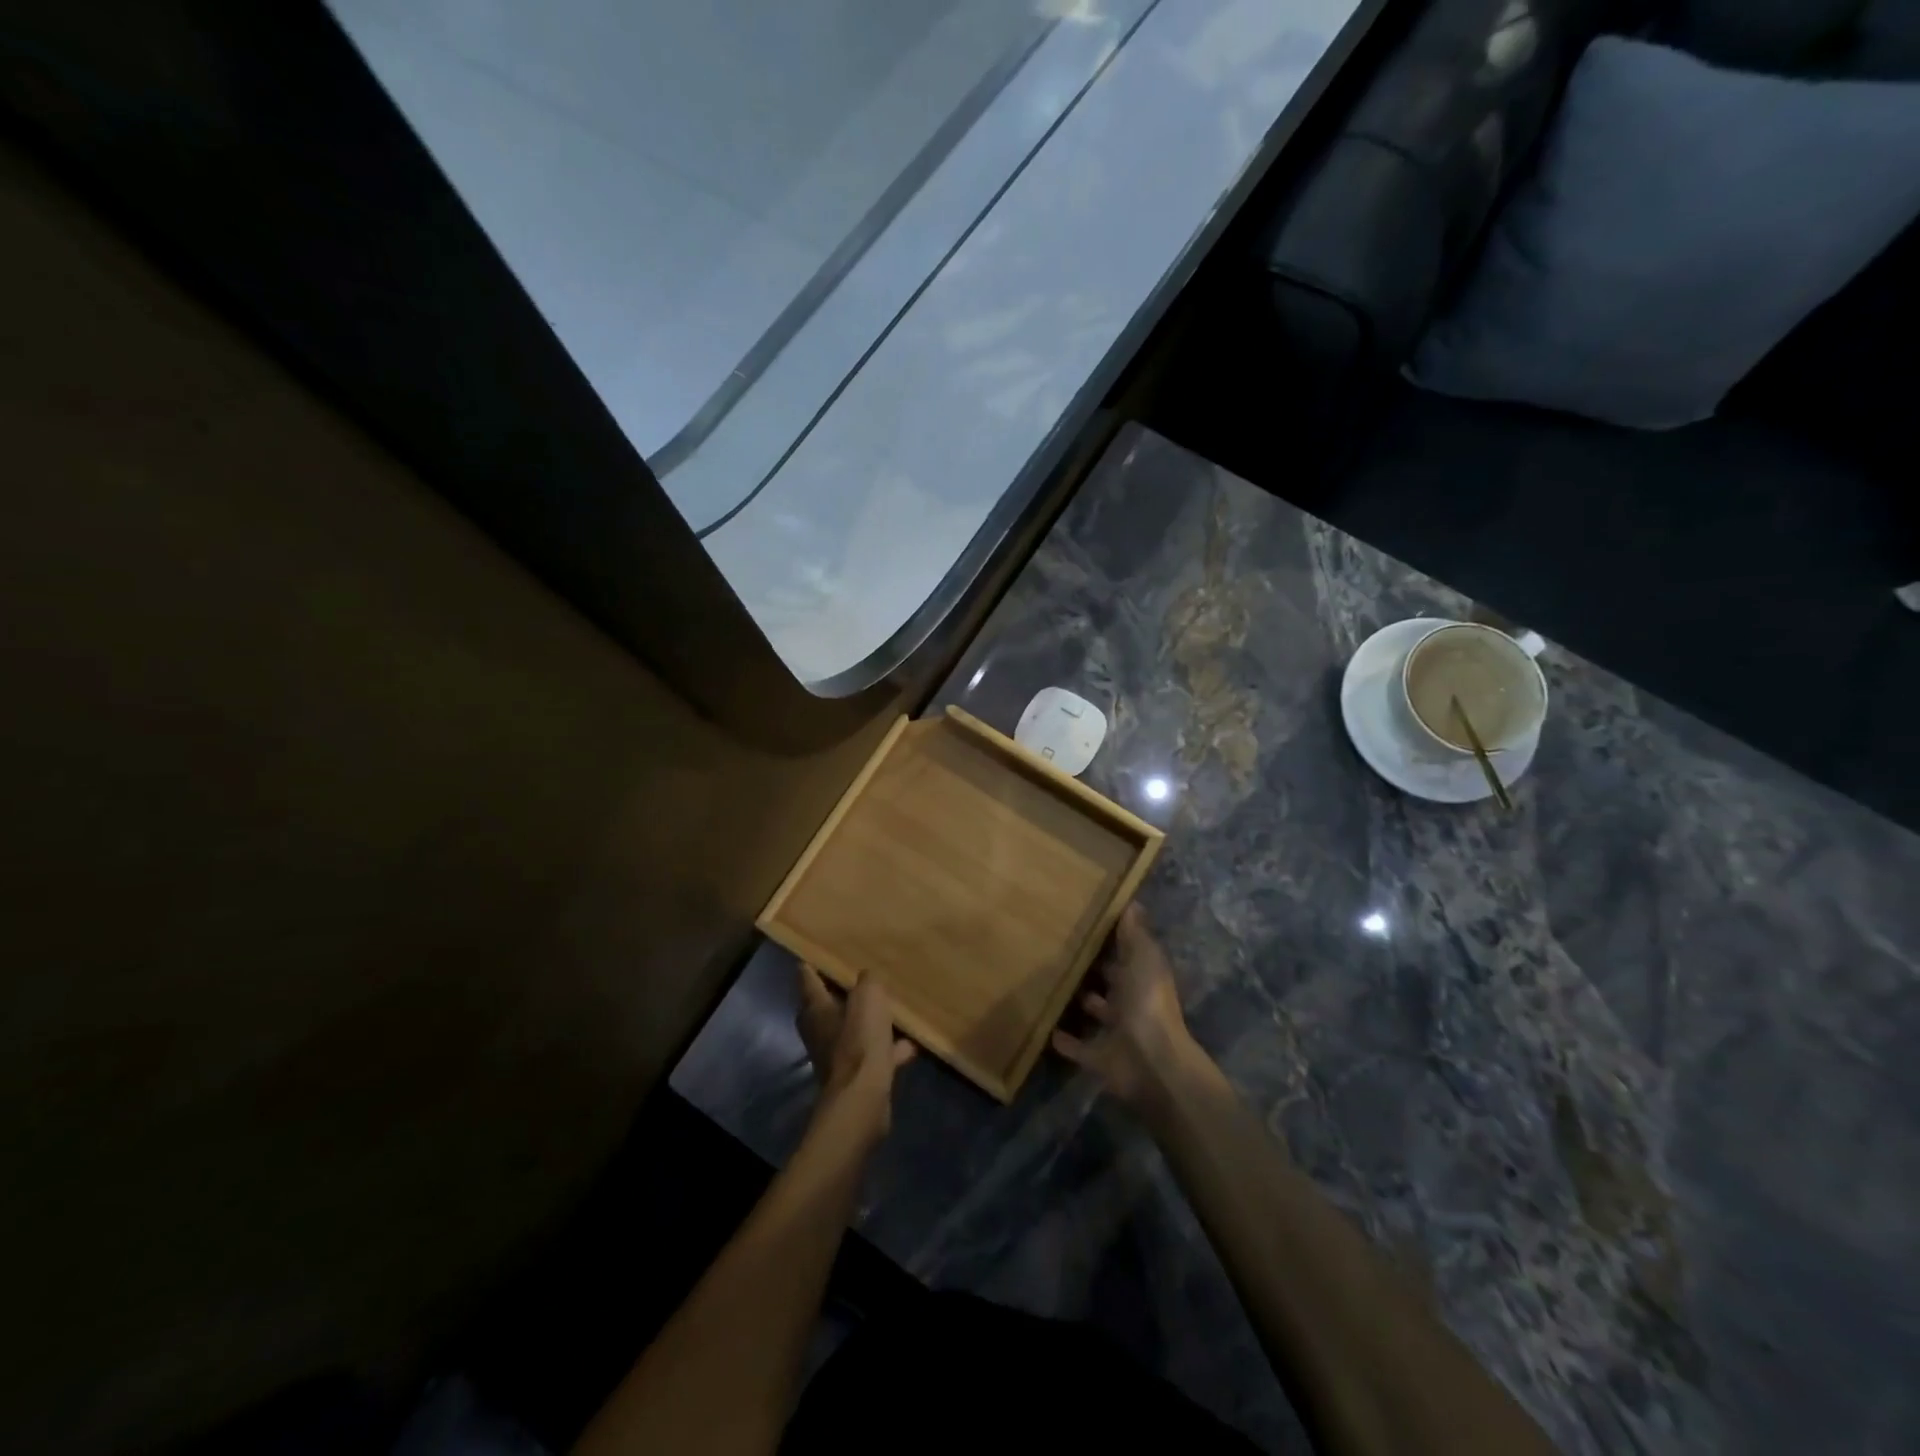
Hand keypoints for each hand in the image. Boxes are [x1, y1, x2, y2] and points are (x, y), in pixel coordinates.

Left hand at [797, 965, 915, 1134]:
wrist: (863, 1099)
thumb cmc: (859, 1041)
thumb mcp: (868, 997)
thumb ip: (868, 981)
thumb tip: (867, 978)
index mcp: (815, 1009)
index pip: (806, 978)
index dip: (812, 964)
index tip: (820, 952)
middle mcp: (819, 1031)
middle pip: (826, 1006)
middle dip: (841, 992)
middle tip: (861, 977)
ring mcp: (835, 1056)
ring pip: (851, 1031)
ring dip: (867, 1022)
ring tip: (890, 1008)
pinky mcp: (854, 1076)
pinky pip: (873, 1055)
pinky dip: (889, 1049)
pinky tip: (910, 1043)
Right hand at [1052, 906, 1211, 1119]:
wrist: (1151, 1062)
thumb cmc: (1146, 1002)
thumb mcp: (1143, 958)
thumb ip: (1134, 933)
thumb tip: (1132, 901)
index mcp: (1143, 977)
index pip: (1127, 954)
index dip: (1112, 940)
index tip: (1085, 923)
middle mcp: (1131, 1003)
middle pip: (1112, 983)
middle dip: (1094, 970)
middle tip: (1060, 951)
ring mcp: (1116, 1032)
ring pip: (1096, 1013)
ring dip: (1079, 1002)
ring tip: (1049, 985)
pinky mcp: (1100, 1057)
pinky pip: (1079, 1048)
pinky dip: (1065, 1041)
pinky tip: (1044, 1029)